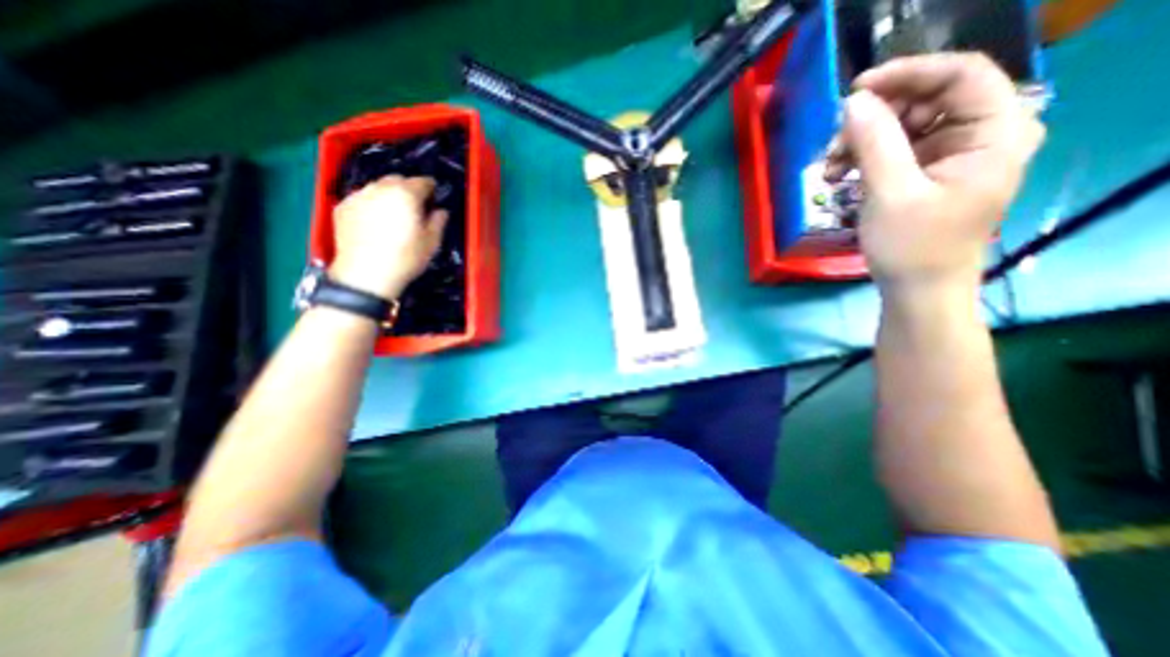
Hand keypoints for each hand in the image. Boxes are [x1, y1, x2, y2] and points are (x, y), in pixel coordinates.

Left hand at [325, 174, 447, 297]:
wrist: (366, 273)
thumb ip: (438, 222)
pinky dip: (370, 205)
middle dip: (407, 189)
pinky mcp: (342, 207)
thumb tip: (441, 211)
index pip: (423, 181)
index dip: (431, 188)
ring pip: (377, 187)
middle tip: (414, 207)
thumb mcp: (432, 242)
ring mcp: (358, 196)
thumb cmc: (406, 257)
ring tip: (392, 214)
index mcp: (406, 194)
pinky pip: (361, 199)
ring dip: (388, 195)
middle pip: (397, 179)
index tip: (434, 199)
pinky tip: (374, 222)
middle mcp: (381, 188)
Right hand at [826, 54, 1046, 296]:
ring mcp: (952, 154)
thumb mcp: (890, 194)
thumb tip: (853, 102)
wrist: (918, 289)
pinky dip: (863, 159)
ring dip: (861, 142)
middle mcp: (980, 134)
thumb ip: (874, 143)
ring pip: (903, 126)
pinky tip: (839, 176)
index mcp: (996, 132)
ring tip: (830, 168)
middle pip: (926, 100)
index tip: (856, 89)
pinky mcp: (927, 172)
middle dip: (873, 119)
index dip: (907, 74)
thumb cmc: (913, 247)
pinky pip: (893, 150)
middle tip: (833, 145)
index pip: (960, 75)